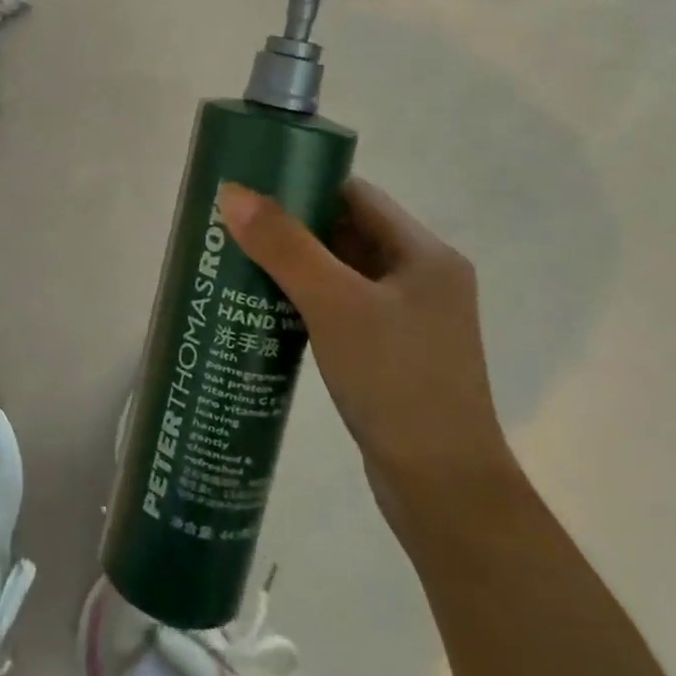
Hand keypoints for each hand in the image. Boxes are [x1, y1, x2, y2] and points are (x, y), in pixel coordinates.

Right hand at [217, 177, 517, 519]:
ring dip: (294, 265)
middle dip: (290, 226)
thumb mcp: (335, 304)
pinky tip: (266, 308)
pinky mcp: (390, 353)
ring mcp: (408, 320)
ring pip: (340, 272)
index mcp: (424, 255)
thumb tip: (232, 192)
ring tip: (238, 262)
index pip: (355, 195)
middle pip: (346, 232)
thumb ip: (284, 245)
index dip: (303, 184)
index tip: (251, 188)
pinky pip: (340, 307)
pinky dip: (305, 300)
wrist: (444, 490)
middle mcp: (422, 279)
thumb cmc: (395, 381)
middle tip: (233, 225)